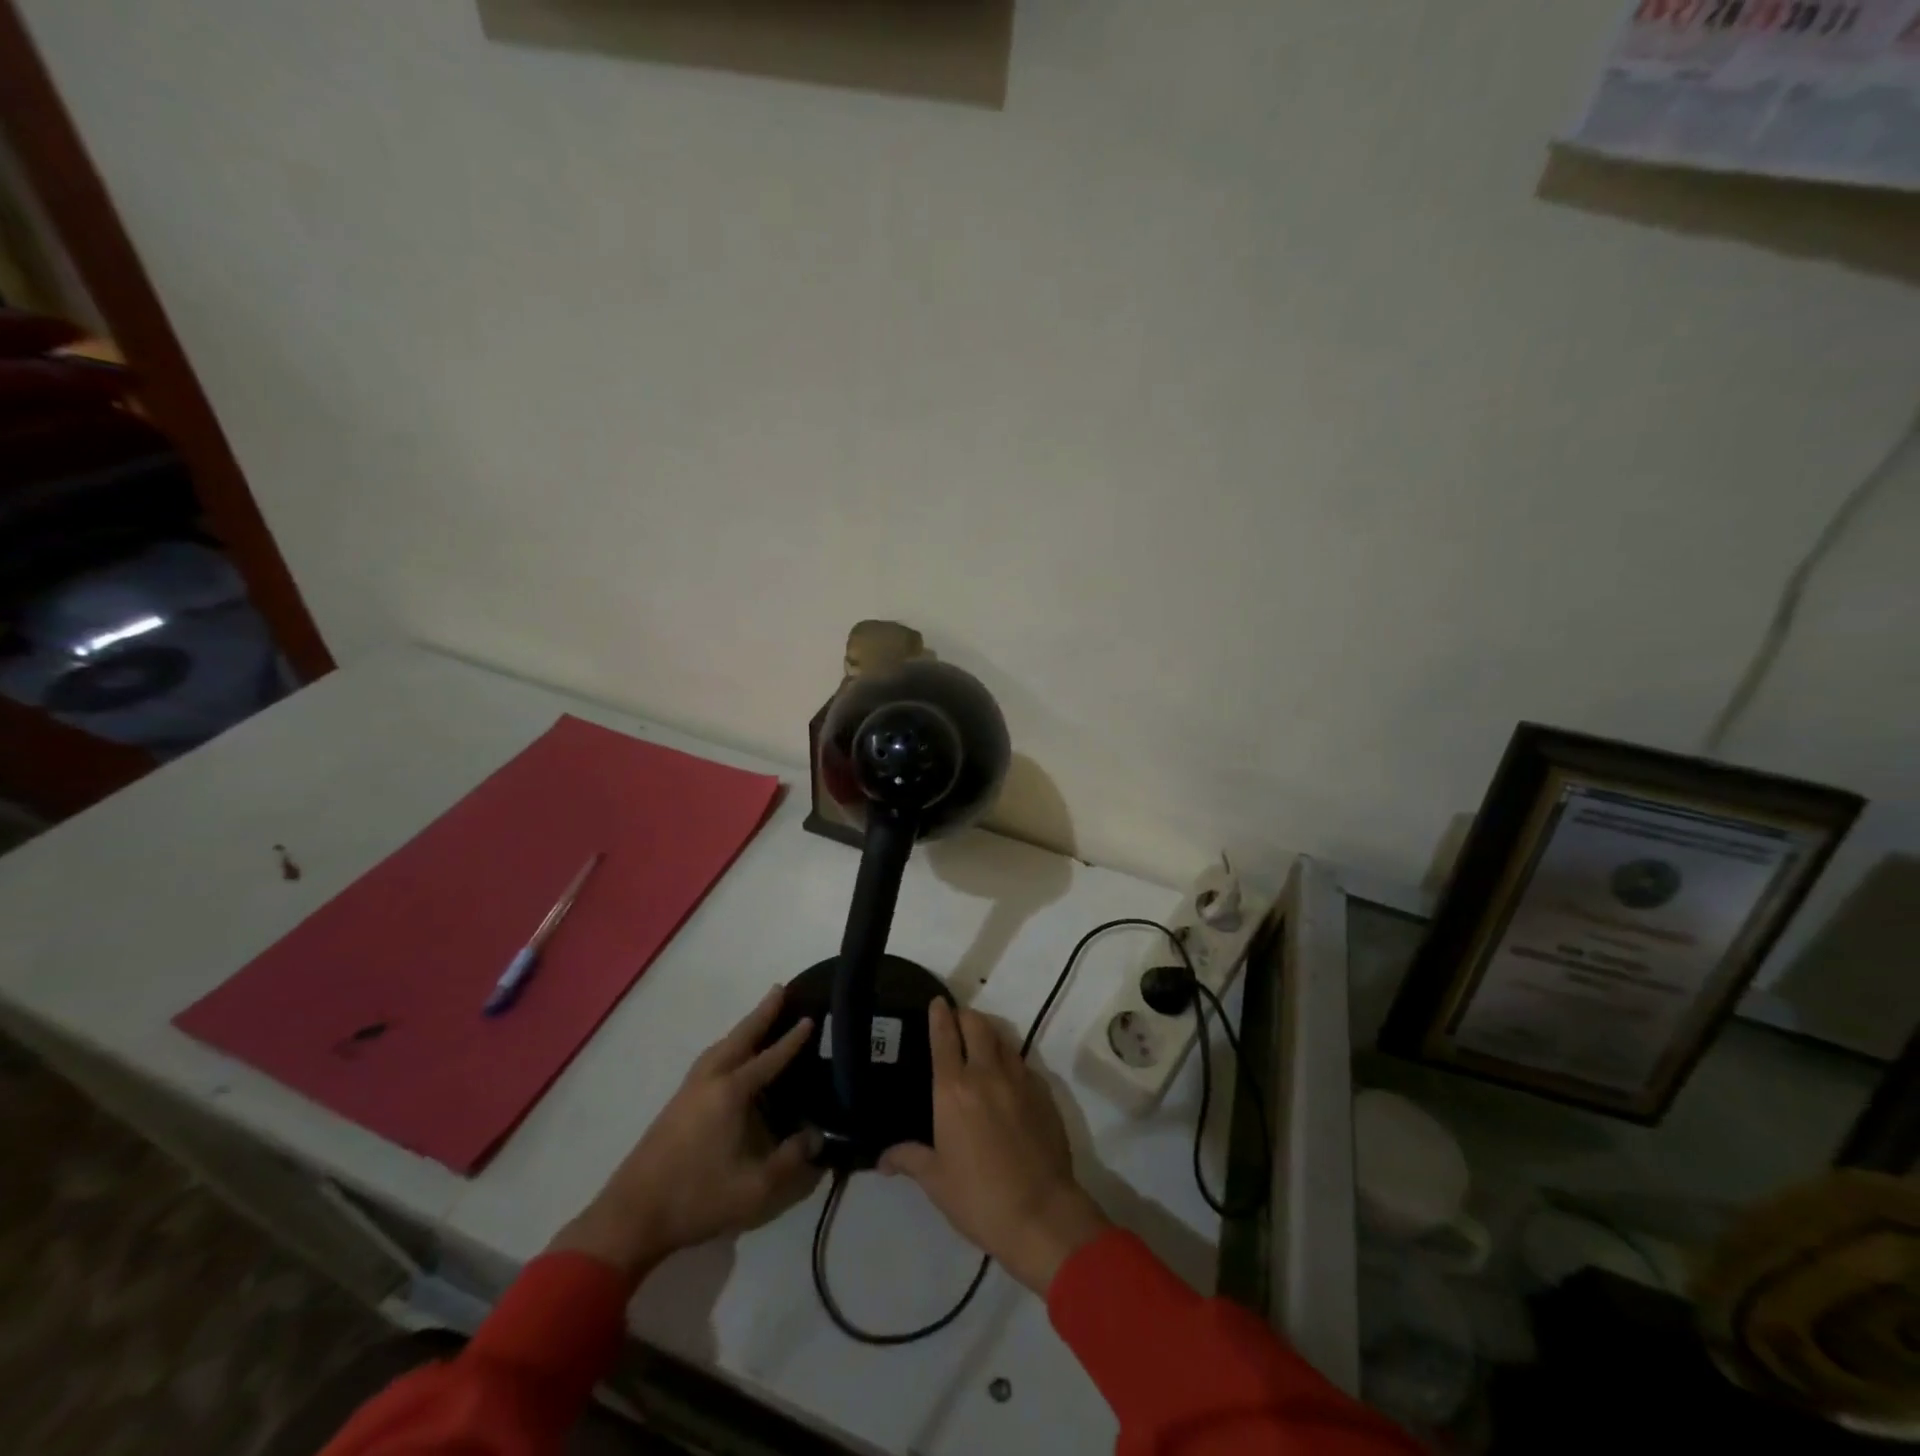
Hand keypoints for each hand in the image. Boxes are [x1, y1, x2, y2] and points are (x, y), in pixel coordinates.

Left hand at [549, 985, 822, 1286]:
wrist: (632, 1216)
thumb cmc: (696, 1199)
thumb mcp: (754, 1188)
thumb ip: (791, 1160)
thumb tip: (817, 1136)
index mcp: (730, 1093)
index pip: (769, 1059)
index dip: (792, 1040)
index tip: (810, 1017)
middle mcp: (709, 1081)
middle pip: (739, 1038)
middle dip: (761, 1014)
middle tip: (779, 989)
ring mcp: (688, 1090)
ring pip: (720, 1047)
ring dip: (741, 1029)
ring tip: (757, 1018)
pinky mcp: (676, 1105)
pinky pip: (709, 1060)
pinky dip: (726, 1046)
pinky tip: (728, 1058)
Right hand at [881, 1001, 1108, 1294]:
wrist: (1040, 1214)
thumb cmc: (978, 1197)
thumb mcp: (936, 1180)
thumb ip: (909, 1159)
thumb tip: (882, 1158)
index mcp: (953, 1089)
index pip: (944, 1036)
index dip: (939, 1015)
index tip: (936, 1002)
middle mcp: (986, 1073)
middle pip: (977, 1025)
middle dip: (964, 1016)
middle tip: (956, 1021)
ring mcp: (1019, 1079)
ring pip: (1002, 1040)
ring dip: (988, 1034)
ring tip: (980, 1044)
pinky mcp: (1043, 1093)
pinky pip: (1022, 1064)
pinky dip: (1009, 1061)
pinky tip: (1006, 1078)